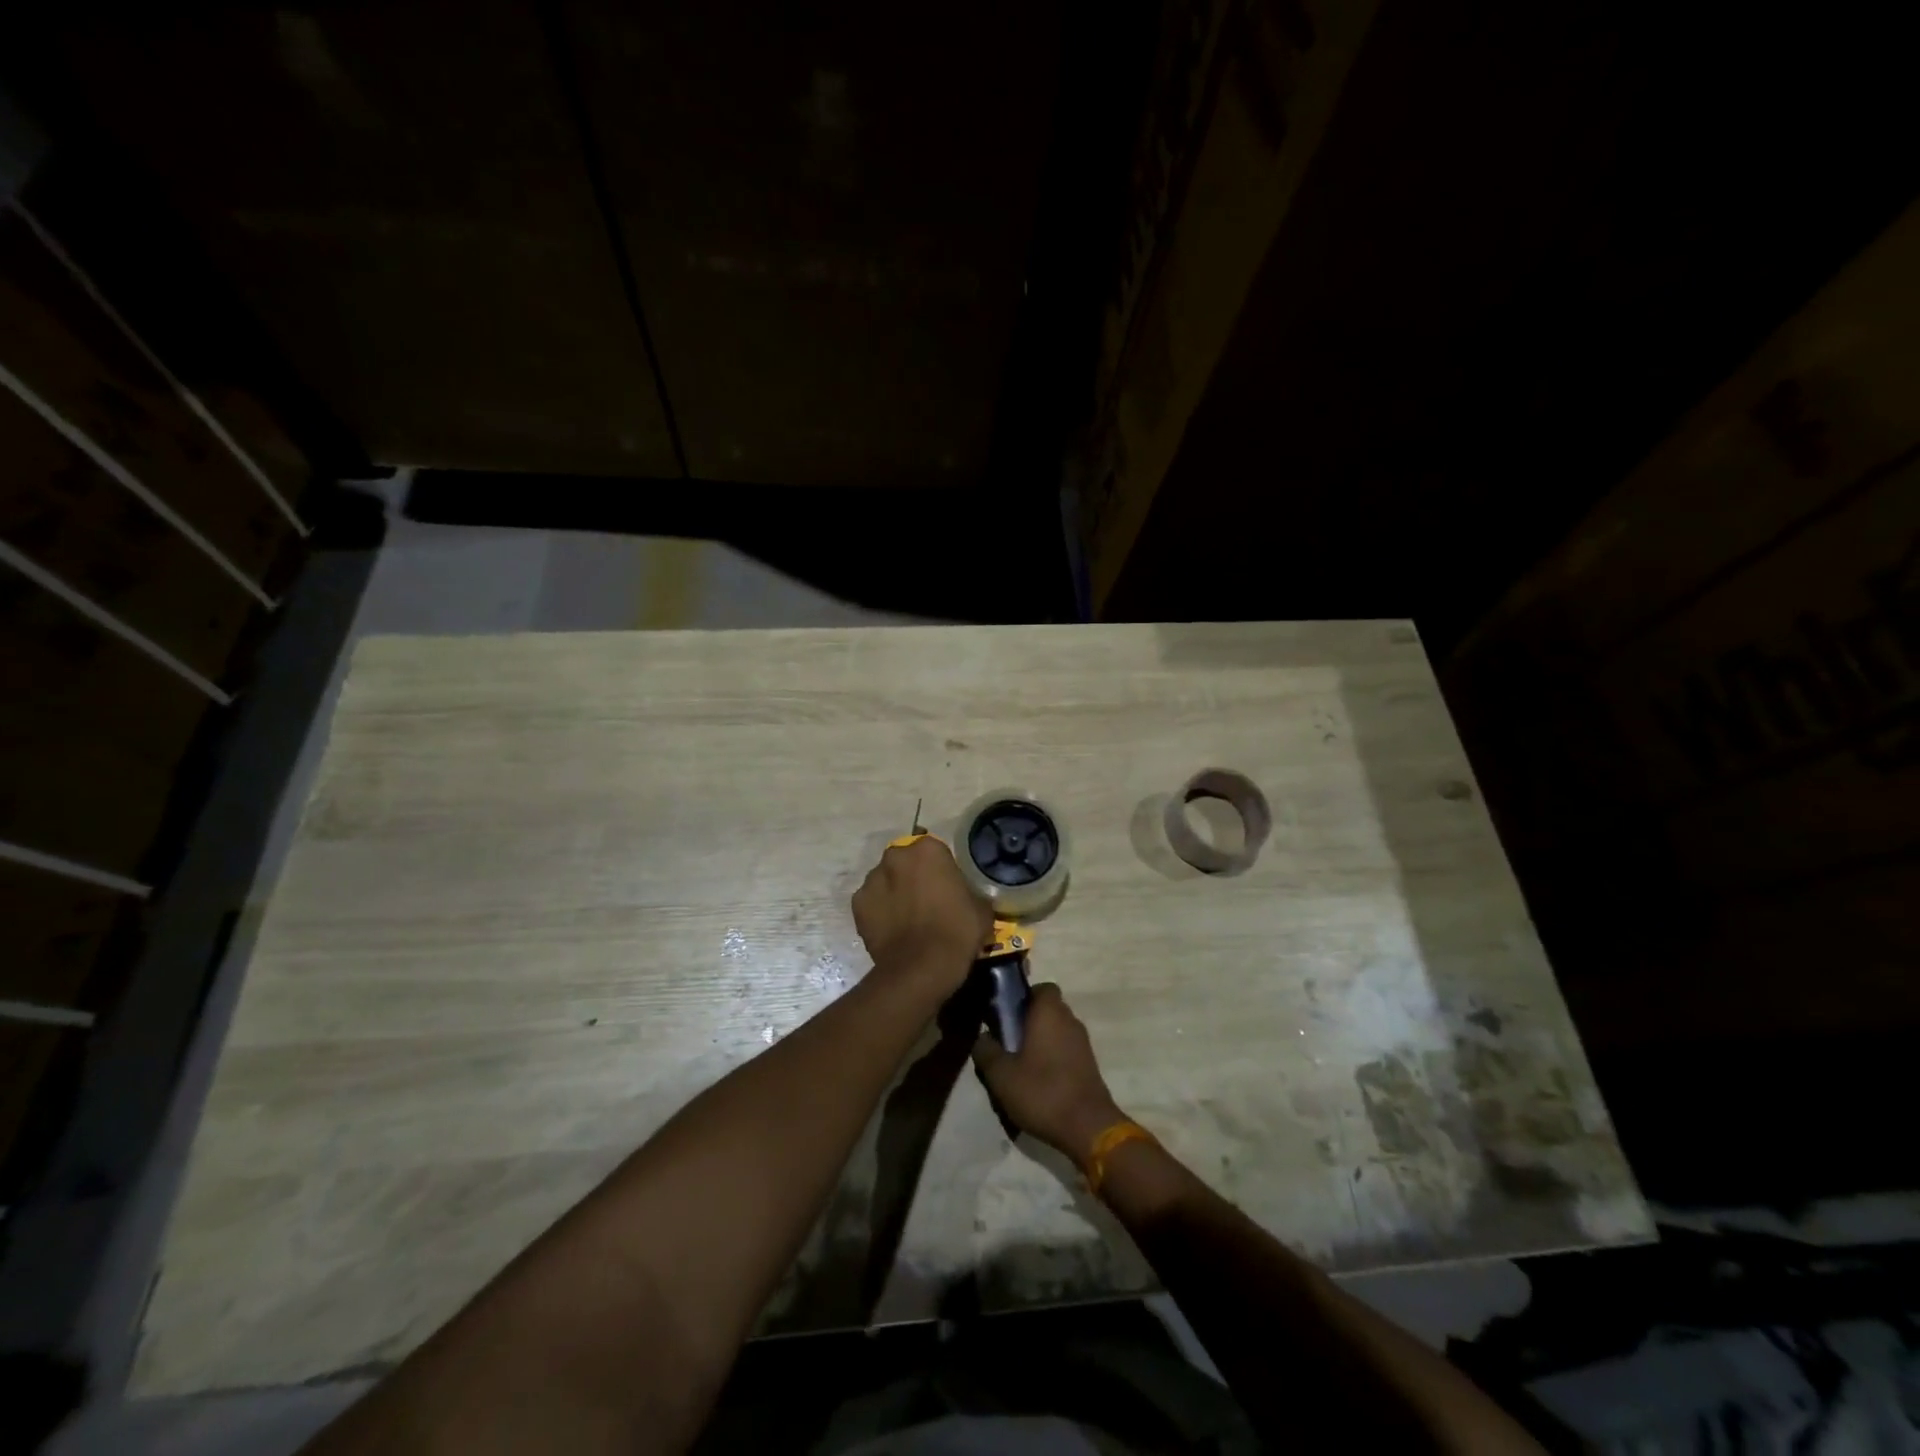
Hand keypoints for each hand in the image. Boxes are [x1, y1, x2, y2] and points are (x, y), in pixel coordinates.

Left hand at [852, 837, 990, 990]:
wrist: (921, 968)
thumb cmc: (957, 931)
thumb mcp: (981, 908)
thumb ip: (971, 892)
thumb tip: (967, 897)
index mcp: (928, 850)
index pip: (935, 852)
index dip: (941, 871)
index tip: (947, 889)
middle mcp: (896, 856)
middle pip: (906, 862)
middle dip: (913, 876)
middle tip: (926, 902)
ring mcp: (872, 879)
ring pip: (885, 880)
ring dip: (894, 892)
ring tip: (906, 919)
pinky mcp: (857, 904)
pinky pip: (871, 902)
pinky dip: (879, 911)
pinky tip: (891, 930)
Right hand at [972, 983, 1126, 1160]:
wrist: (1088, 1128)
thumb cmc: (1042, 1092)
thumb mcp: (1001, 1075)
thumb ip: (986, 1050)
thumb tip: (982, 1036)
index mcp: (1050, 1012)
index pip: (1041, 987)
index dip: (1024, 997)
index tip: (1007, 1014)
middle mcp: (1070, 1020)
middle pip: (1048, 1009)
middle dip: (1028, 1021)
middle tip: (1008, 1042)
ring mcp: (1082, 1043)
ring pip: (1057, 1031)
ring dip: (1041, 1041)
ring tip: (1020, 1066)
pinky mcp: (1089, 1064)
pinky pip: (1066, 1050)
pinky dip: (1053, 1058)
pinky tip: (1038, 1082)